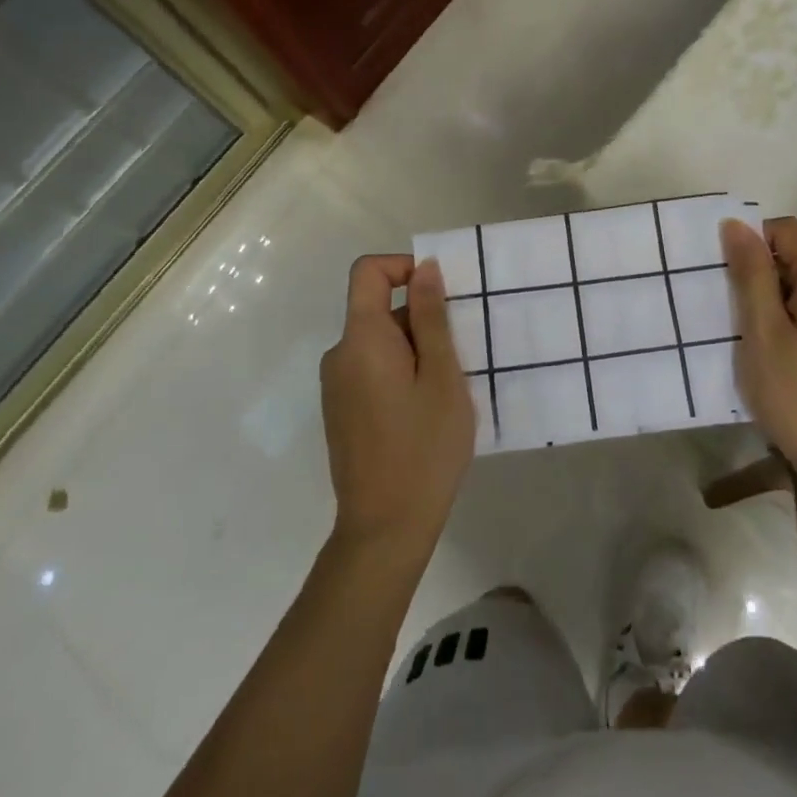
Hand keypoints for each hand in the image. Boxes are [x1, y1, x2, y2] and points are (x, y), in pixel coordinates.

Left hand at [320, 256, 473, 556]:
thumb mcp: (442, 376)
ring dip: (416, 349)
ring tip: (448, 389)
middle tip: (459, 357)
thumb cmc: (424, 447)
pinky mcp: (342, 410)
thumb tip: (424, 268)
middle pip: (378, 309)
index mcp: (360, 339)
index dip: (403, 267)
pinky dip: (402, 372)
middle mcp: (339, 355)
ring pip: (380, 342)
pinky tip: (426, 410)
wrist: (385, 529)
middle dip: (421, 319)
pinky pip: (373, 369)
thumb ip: (431, 317)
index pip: (368, 271)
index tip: (441, 295)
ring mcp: (337, 385)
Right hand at [720, 217, 796, 500]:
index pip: (786, 230)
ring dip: (783, 299)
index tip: (731, 283)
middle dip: (766, 275)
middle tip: (742, 318)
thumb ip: (751, 272)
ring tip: (764, 341)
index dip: (753, 245)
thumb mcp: (762, 331)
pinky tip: (792, 355)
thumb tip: (736, 224)